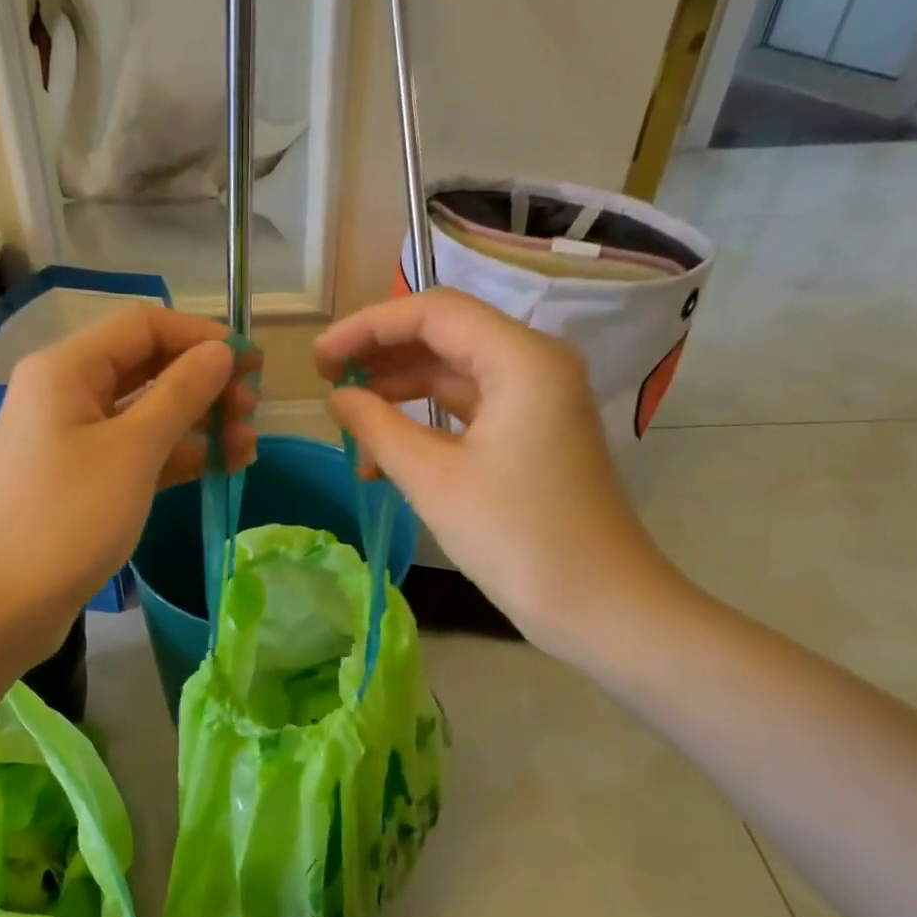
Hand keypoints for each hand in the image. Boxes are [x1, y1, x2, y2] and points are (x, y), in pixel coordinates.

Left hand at [0, 304, 256, 659]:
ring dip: (197, 424)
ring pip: (145, 415)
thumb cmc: (65, 519)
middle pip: (146, 368)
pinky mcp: (80, 482)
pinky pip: (135, 454)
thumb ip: (180, 395)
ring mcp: (71, 440)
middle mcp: (65, 394)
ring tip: (246, 448)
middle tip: (252, 412)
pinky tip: (217, 468)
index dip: (202, 337)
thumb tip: (219, 352)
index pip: (144, 326)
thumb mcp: (132, 452)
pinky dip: (174, 457)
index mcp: (67, 369)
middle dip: (204, 384)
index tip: (253, 364)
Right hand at [315, 289, 685, 659]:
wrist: (597, 603)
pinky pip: (467, 410)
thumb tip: (338, 398)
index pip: (432, 313)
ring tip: (346, 417)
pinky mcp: (530, 434)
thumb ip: (377, 427)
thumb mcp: (432, 479)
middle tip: (326, 381)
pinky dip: (423, 423)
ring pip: (453, 374)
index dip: (368, 327)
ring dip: (397, 391)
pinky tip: (382, 454)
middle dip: (380, 354)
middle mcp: (533, 365)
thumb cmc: (514, 536)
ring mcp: (535, 401)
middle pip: (444, 336)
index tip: (319, 358)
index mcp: (521, 359)